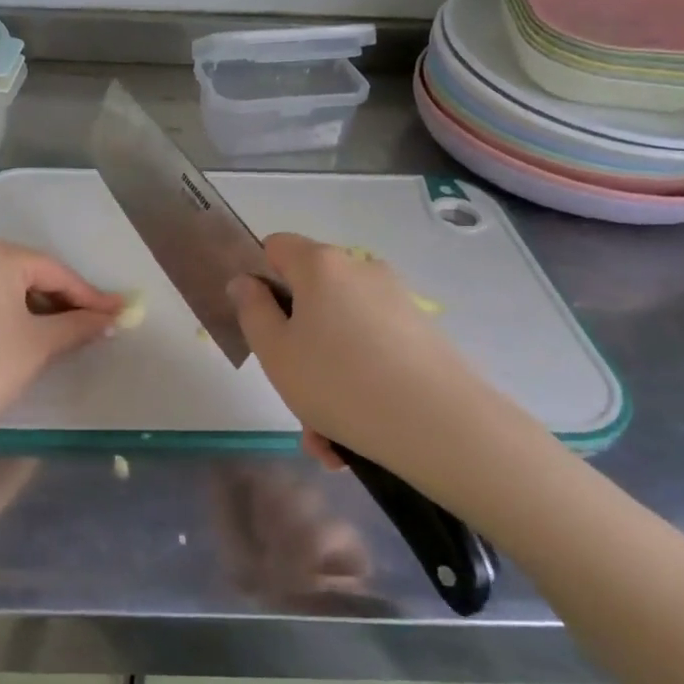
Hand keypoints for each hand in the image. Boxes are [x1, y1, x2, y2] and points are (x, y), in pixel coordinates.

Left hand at [0, 239, 121, 443]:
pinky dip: (11, 309)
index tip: (118, 312)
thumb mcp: (41, 343)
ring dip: (39, 305)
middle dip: (64, 299)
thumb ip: (80, 324)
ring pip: (8, 284)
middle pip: (31, 273)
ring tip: (70, 329)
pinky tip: (32, 330)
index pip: (54, 272)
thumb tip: (113, 318)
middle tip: (96, 321)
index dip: (89, 296)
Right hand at [228, 233, 478, 476]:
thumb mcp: (275, 352)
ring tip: (325, 437)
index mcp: (321, 265)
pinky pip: (372, 352)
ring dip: (324, 378)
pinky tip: (353, 437)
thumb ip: (251, 310)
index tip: (259, 323)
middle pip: (310, 296)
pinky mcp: (421, 333)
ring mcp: (396, 300)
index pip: (275, 246)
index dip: (259, 278)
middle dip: (296, 344)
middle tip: (292, 393)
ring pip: (340, 333)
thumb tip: (245, 282)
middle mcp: (361, 270)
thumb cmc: (338, 382)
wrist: (437, 424)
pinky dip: (357, 384)